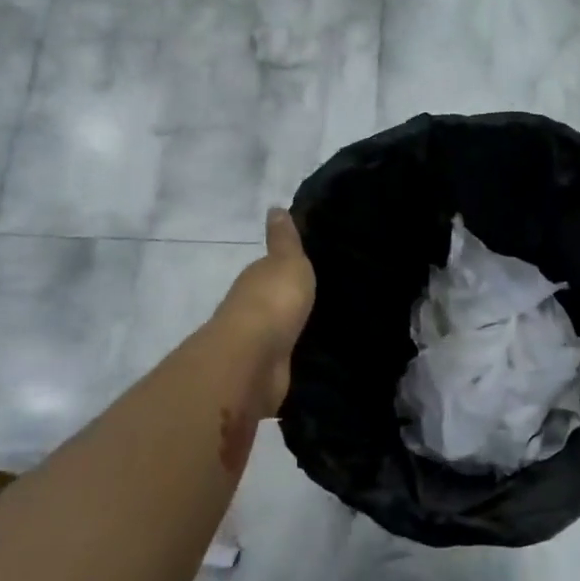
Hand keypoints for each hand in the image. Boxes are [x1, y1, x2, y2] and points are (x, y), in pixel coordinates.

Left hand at [212, 208, 315, 413]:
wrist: (255, 358)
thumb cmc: (273, 301)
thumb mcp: (287, 261)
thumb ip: (285, 240)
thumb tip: (275, 207)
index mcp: (256, 280)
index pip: (270, 271)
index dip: (286, 269)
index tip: (310, 269)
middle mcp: (251, 310)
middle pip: (273, 302)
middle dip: (291, 301)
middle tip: (325, 298)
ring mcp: (257, 344)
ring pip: (279, 331)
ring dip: (293, 330)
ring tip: (328, 328)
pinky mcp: (267, 372)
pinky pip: (286, 358)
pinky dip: (295, 356)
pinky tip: (315, 356)